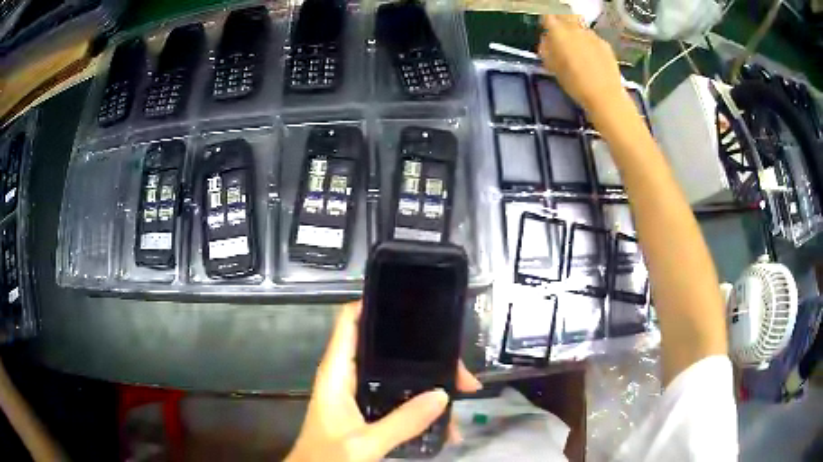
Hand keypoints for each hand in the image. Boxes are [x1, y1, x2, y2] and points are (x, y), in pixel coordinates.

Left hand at [285, 302, 481, 461]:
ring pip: (399, 375)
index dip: (374, 304)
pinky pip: (400, 399)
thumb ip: (401, 422)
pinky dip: (422, 405)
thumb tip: (442, 395)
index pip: (350, 322)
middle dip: (424, 354)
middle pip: (387, 349)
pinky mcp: (369, 411)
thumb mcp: (363, 443)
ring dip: (429, 382)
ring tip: (462, 391)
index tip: (412, 301)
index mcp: (337, 372)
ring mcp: (360, 394)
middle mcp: (349, 377)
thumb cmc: (325, 457)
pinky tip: (445, 420)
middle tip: (458, 367)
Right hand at [538, 14, 626, 115]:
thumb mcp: (552, 67)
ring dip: (575, 31)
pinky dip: (588, 42)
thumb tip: (546, 40)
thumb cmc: (574, 83)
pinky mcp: (604, 44)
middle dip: (561, 20)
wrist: (605, 95)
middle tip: (560, 33)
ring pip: (579, 26)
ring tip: (577, 48)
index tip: (545, 28)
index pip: (547, 16)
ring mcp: (592, 35)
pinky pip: (592, 37)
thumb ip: (546, 49)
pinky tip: (591, 57)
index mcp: (558, 32)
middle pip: (565, 14)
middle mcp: (575, 28)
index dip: (545, 21)